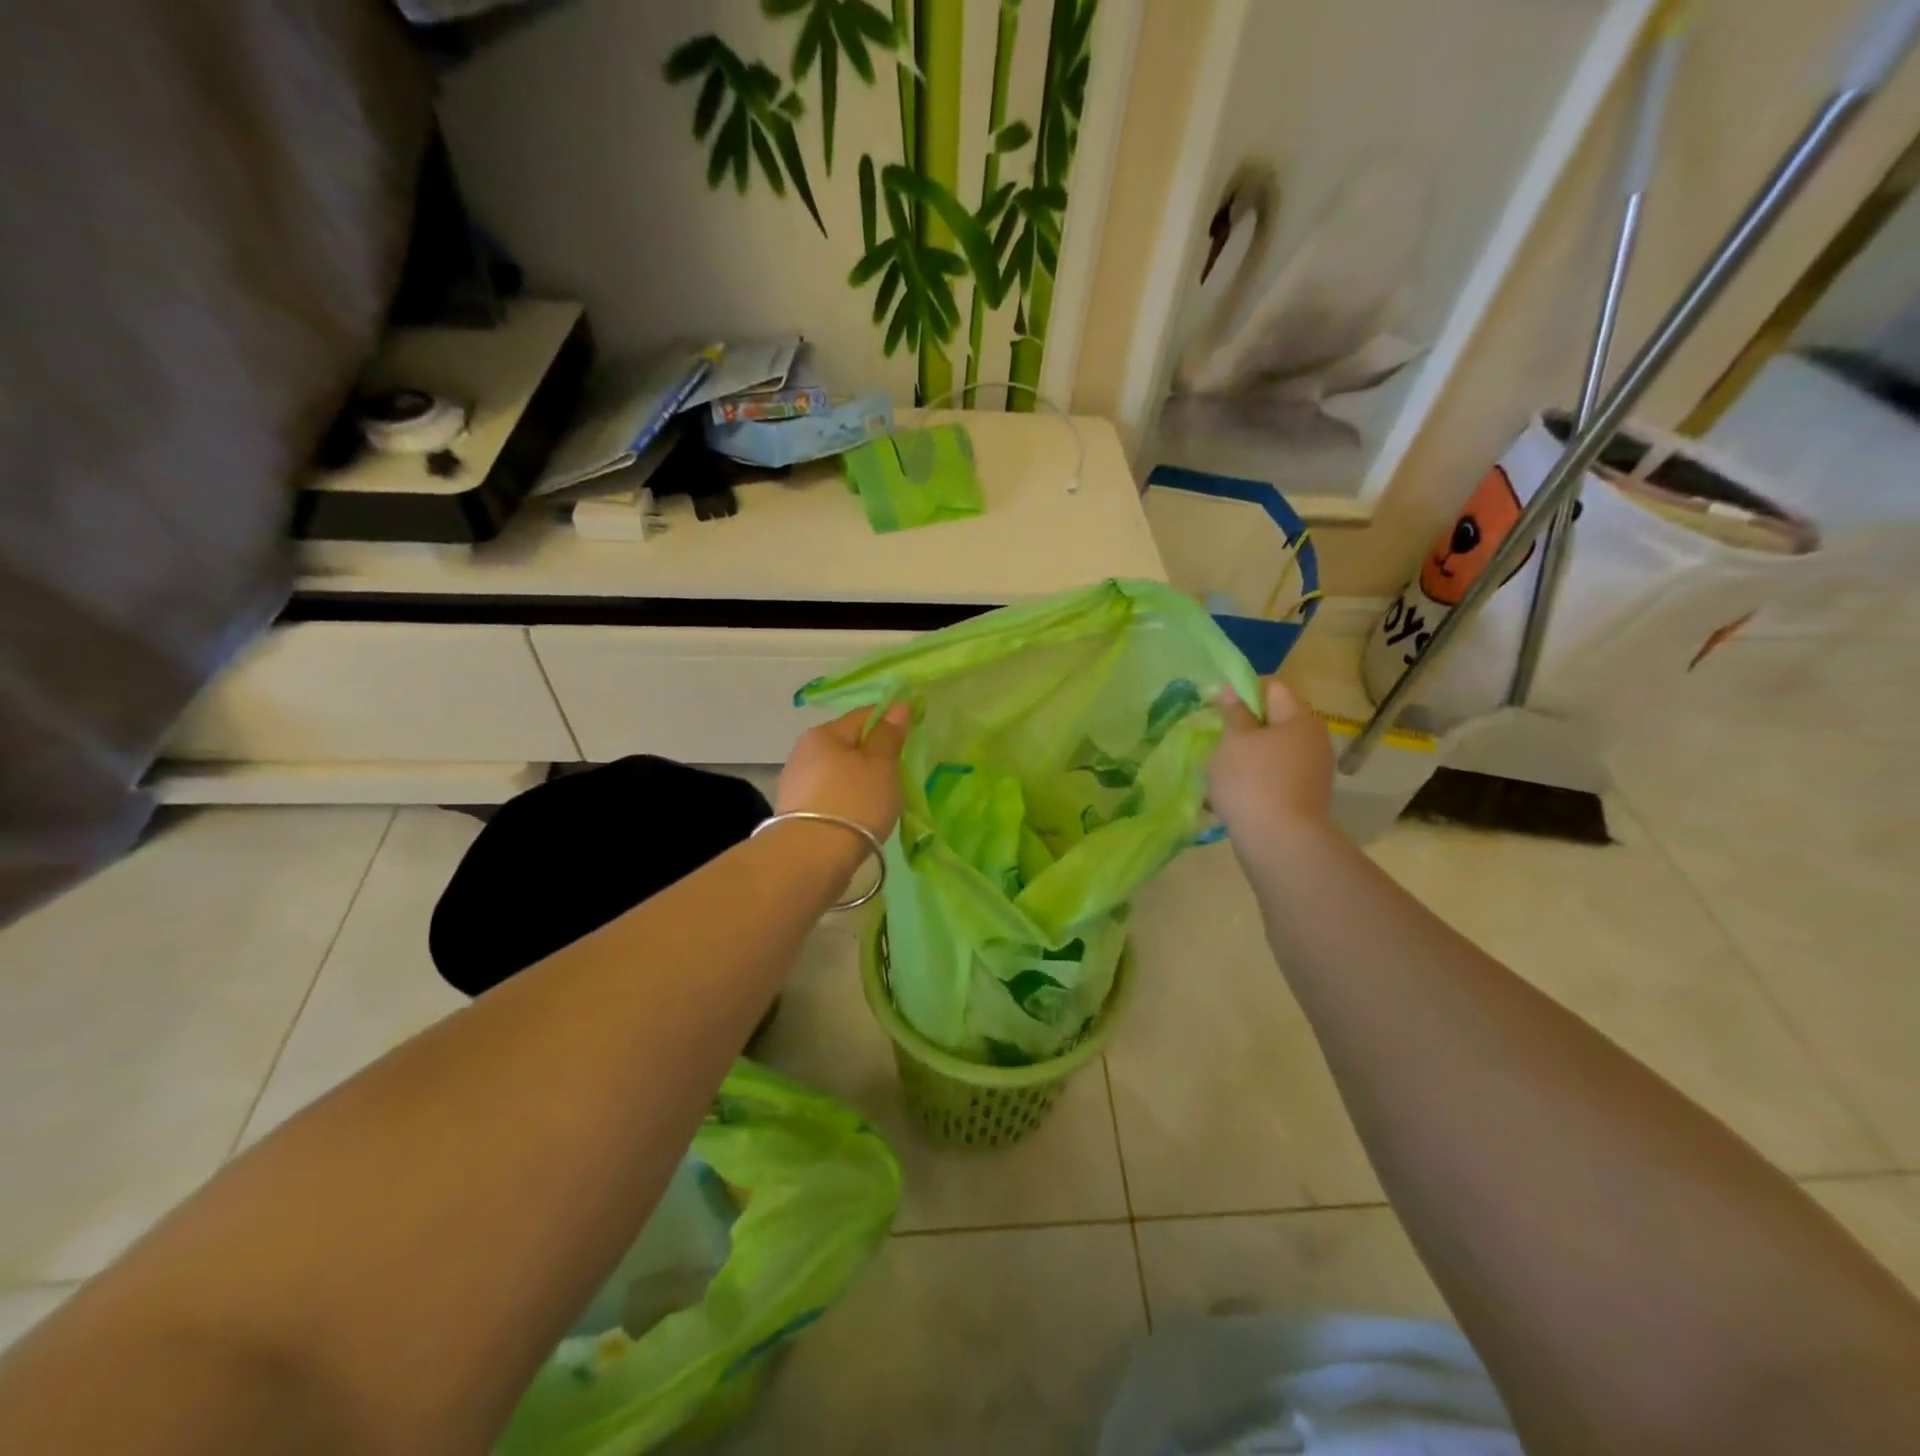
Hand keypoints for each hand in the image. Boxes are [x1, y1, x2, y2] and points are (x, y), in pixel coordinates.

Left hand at [777, 702, 912, 841]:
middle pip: (847, 744)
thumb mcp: (881, 765)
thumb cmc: (854, 802)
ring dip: (857, 780)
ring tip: (878, 800)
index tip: (910, 736)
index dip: (889, 721)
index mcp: (824, 733)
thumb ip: (889, 735)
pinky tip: (857, 816)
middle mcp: (803, 751)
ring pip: (837, 771)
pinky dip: (844, 800)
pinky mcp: (794, 812)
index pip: (864, 716)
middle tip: (896, 774)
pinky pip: (828, 795)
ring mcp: (795, 783)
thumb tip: (898, 705)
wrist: (812, 857)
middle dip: (871, 755)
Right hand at [1209, 679, 1336, 846]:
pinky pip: (1277, 775)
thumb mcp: (1233, 740)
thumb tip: (1233, 690)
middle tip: (1218, 739)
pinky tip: (1237, 793)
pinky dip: (1257, 777)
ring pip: (1274, 749)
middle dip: (1246, 725)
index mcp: (1299, 718)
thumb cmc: (1252, 781)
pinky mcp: (1306, 796)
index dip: (1243, 690)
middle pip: (1276, 719)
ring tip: (1222, 770)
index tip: (1217, 706)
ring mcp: (1313, 770)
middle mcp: (1314, 739)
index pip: (1272, 687)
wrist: (1281, 843)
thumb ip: (1234, 712)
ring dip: (1249, 754)